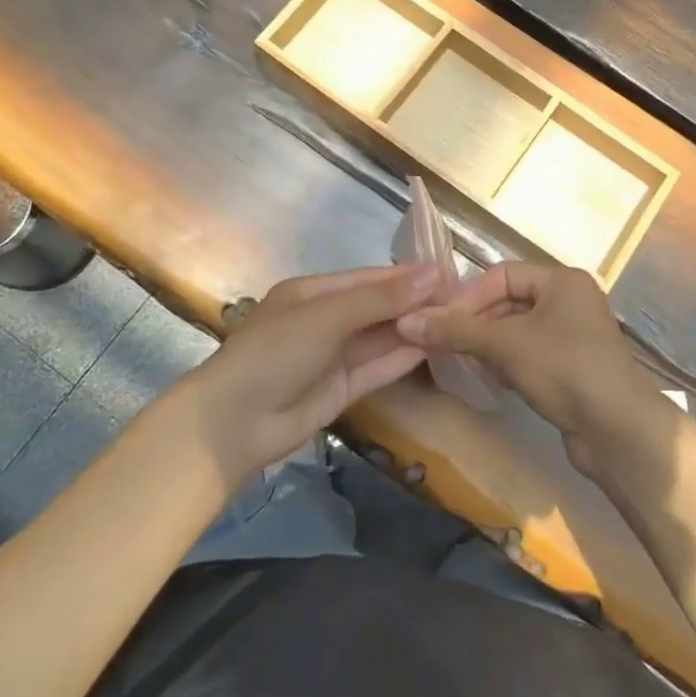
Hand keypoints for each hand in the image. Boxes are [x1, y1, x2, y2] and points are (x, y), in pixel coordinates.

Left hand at [182, 264, 442, 485]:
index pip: (368, 278)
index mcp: (312, 293)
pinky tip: (434, 347)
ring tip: (457, 320)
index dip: (406, 276)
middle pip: (377, 307)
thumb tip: (433, 274)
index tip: (447, 272)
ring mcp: (332, 357)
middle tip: (462, 298)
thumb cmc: (276, 352)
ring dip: (412, 329)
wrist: (233, 424)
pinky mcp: (340, 390)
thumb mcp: (328, 316)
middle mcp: (324, 321)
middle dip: (414, 302)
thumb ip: (381, 299)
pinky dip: (402, 357)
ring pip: (380, 338)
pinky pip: (376, 368)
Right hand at [396, 263, 659, 475]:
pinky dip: (508, 362)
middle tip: (445, 345)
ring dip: (489, 344)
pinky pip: (530, 353)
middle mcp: (570, 300)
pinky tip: (493, 380)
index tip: (441, 323)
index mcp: (561, 281)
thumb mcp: (506, 345)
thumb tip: (405, 321)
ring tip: (464, 362)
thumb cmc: (565, 370)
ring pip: (518, 330)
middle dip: (477, 322)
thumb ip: (457, 331)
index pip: (503, 274)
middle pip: (509, 301)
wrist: (620, 431)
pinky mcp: (572, 367)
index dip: (470, 296)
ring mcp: (573, 336)